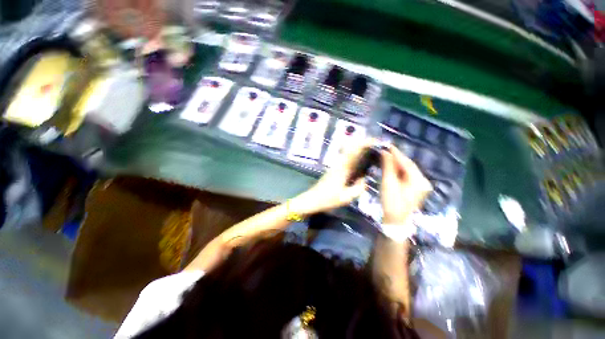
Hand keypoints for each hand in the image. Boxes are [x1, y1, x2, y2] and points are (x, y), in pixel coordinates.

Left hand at [291, 140, 372, 214]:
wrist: (311, 200)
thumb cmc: (328, 199)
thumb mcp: (346, 198)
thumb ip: (358, 188)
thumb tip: (364, 179)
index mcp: (342, 170)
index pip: (354, 153)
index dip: (363, 144)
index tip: (374, 140)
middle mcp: (338, 165)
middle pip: (350, 149)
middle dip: (362, 144)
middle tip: (374, 143)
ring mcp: (335, 166)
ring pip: (347, 153)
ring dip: (357, 149)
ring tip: (369, 150)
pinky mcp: (333, 170)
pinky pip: (345, 159)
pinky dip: (353, 156)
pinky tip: (358, 161)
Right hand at [381, 146, 431, 224]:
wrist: (395, 221)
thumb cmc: (391, 202)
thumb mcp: (388, 183)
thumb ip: (388, 166)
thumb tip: (385, 152)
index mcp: (419, 181)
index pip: (407, 163)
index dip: (396, 154)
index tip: (388, 145)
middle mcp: (423, 181)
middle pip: (409, 166)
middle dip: (397, 158)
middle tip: (386, 150)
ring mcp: (421, 185)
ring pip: (408, 170)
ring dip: (397, 163)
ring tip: (387, 156)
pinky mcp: (416, 188)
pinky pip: (408, 175)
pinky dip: (399, 170)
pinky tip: (392, 166)